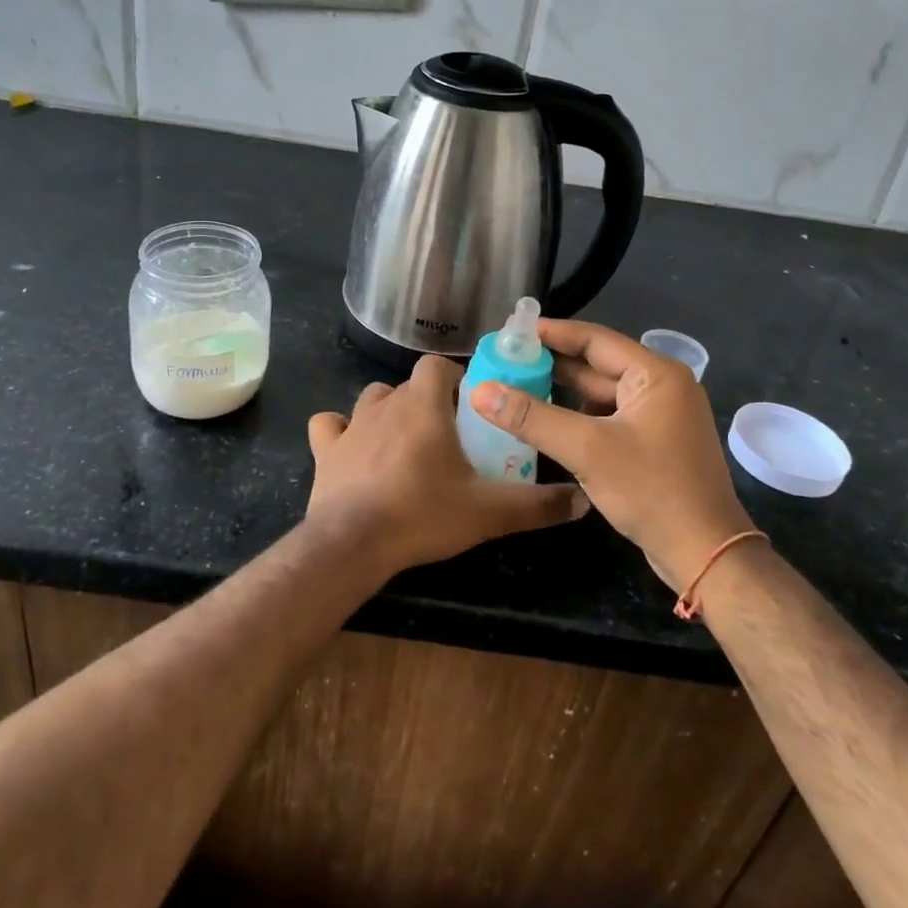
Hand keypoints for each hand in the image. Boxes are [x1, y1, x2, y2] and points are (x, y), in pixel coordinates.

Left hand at [306, 355, 589, 575]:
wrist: (354, 542)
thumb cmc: (423, 513)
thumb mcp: (489, 511)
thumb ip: (537, 504)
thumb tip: (582, 501)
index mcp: (425, 404)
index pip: (437, 365)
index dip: (454, 379)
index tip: (469, 407)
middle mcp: (386, 403)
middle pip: (408, 385)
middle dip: (427, 402)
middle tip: (446, 436)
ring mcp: (351, 424)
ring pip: (372, 400)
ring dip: (388, 413)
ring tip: (404, 444)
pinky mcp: (325, 450)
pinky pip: (329, 426)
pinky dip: (340, 432)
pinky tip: (351, 450)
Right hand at [471, 320, 751, 590]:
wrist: (706, 555)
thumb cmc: (651, 490)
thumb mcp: (586, 450)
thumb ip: (532, 417)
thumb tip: (479, 390)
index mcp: (656, 374)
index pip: (595, 339)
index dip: (553, 333)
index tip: (513, 330)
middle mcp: (662, 386)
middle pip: (598, 365)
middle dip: (553, 363)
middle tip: (507, 359)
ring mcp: (661, 416)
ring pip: (602, 393)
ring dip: (563, 391)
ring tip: (518, 385)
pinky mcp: (655, 442)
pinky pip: (609, 416)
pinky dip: (578, 416)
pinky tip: (547, 421)